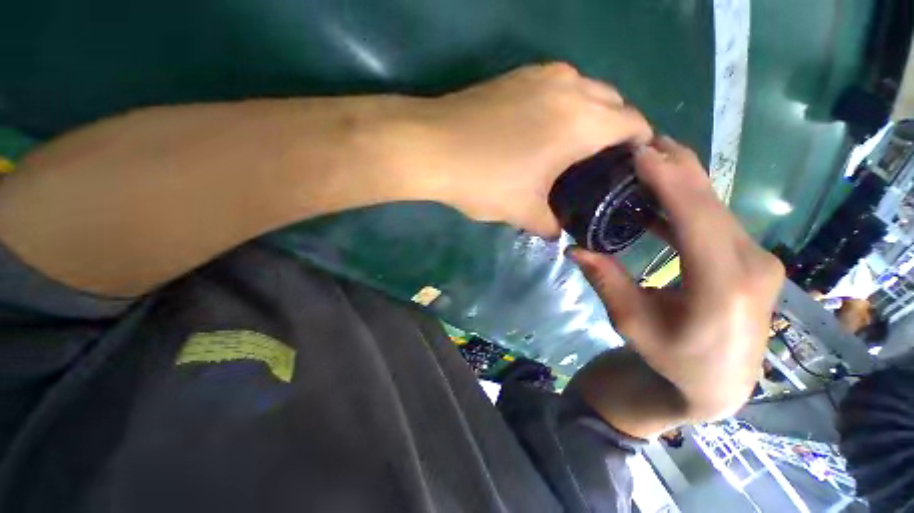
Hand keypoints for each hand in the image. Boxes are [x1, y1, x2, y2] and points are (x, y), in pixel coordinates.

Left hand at [410, 63, 652, 237]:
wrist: (430, 147)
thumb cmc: (482, 180)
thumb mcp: (521, 211)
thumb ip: (548, 224)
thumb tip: (557, 232)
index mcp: (582, 122)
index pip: (634, 123)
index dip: (640, 144)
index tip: (632, 164)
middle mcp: (570, 87)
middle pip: (613, 102)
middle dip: (616, 128)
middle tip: (600, 160)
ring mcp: (540, 75)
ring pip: (585, 89)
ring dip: (590, 113)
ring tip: (574, 145)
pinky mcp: (516, 76)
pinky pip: (557, 86)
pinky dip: (563, 104)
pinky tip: (544, 128)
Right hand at [570, 137, 784, 423]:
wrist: (718, 384)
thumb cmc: (673, 359)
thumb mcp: (632, 324)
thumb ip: (606, 282)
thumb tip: (574, 248)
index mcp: (723, 285)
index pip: (696, 218)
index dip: (669, 180)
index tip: (641, 152)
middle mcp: (751, 264)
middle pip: (711, 204)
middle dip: (678, 168)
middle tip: (645, 140)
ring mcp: (757, 260)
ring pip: (717, 208)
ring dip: (684, 181)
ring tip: (652, 158)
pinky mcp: (751, 260)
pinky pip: (716, 222)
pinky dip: (689, 204)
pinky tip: (663, 197)